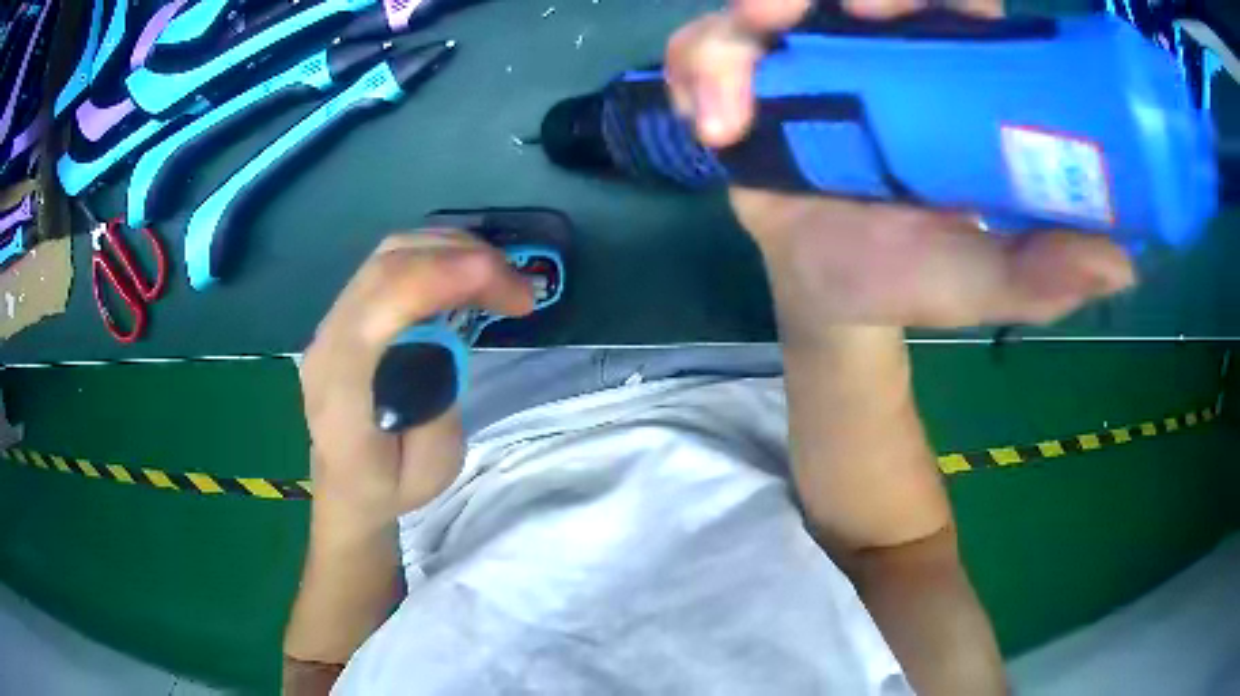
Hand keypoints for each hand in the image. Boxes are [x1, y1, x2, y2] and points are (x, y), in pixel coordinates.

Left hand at [300, 231, 533, 530]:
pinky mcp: (346, 309)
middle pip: (387, 268)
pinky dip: (436, 253)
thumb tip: (444, 338)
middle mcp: (328, 342)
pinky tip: (467, 273)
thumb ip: (437, 404)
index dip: (438, 280)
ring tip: (500, 279)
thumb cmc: (389, 486)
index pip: (378, 311)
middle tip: (519, 289)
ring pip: (389, 253)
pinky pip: (389, 261)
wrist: (346, 484)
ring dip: (453, 251)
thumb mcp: (430, 471)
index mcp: (341, 392)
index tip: (503, 285)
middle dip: (463, 260)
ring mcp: (332, 319)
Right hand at [665, 0, 1135, 328]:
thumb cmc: (913, 272)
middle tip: (859, 9)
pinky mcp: (743, 77)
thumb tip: (1123, 263)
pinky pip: (705, 46)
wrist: (832, 288)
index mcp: (944, 72)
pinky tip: (713, 120)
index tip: (960, 7)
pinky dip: (699, 66)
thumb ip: (1047, 271)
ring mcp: (802, 54)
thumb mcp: (988, 277)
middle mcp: (871, 45)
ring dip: (758, 7)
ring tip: (758, 39)